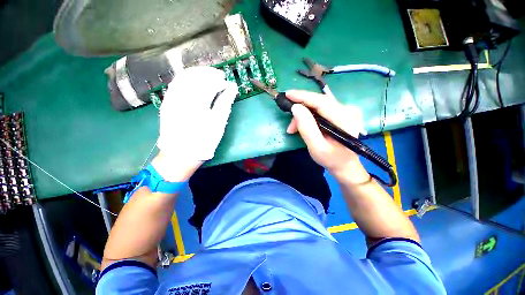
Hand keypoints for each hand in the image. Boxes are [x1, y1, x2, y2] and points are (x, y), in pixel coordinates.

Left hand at [155, 67, 237, 180]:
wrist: (181, 153)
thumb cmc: (203, 141)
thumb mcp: (218, 124)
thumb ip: (225, 103)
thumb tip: (232, 88)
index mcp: (197, 104)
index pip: (210, 84)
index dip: (220, 81)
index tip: (228, 83)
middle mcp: (182, 97)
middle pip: (196, 76)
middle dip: (209, 73)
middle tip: (220, 76)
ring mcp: (171, 98)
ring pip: (184, 76)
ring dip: (198, 73)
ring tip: (208, 75)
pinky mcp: (166, 102)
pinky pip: (176, 83)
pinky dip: (186, 78)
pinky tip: (194, 80)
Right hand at [286, 90, 369, 182]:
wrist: (344, 164)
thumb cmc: (330, 158)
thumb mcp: (316, 147)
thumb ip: (306, 128)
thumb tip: (295, 108)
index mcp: (344, 119)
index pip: (321, 102)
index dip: (302, 96)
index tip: (287, 94)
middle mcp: (348, 110)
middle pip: (319, 101)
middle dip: (300, 108)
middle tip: (289, 122)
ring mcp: (346, 110)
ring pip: (318, 105)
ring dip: (303, 114)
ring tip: (293, 128)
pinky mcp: (342, 112)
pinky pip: (321, 108)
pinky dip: (309, 115)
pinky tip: (302, 124)